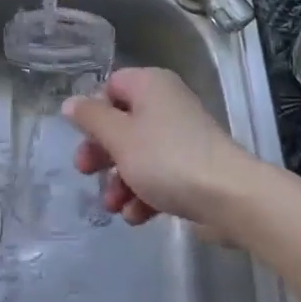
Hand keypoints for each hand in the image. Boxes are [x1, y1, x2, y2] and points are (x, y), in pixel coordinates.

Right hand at [64, 68, 256, 230]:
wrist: (230, 197)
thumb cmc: (166, 159)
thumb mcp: (119, 137)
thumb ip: (91, 119)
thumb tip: (70, 103)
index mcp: (150, 85)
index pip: (111, 86)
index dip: (94, 111)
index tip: (84, 137)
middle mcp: (167, 104)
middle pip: (122, 123)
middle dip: (102, 153)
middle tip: (86, 172)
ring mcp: (182, 137)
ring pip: (138, 153)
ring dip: (120, 181)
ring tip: (113, 206)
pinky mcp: (193, 167)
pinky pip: (159, 174)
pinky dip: (144, 192)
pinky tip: (137, 216)